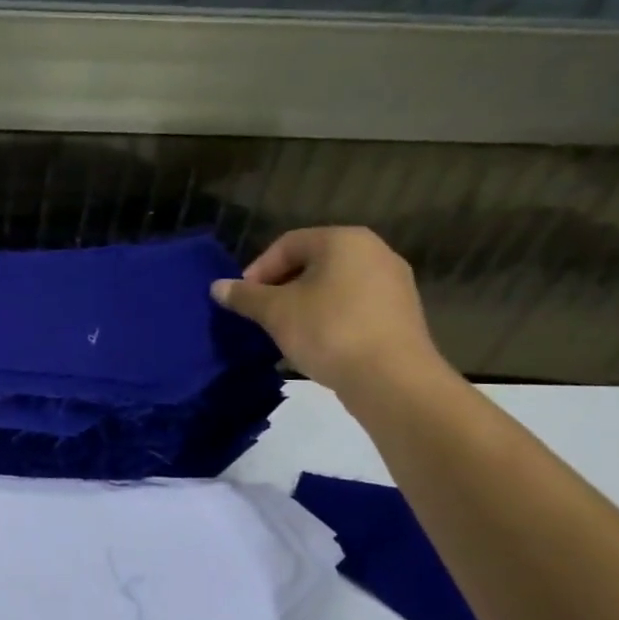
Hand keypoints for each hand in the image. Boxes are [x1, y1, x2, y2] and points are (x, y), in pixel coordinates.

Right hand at [210, 227, 446, 398]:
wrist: (392, 379)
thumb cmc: (328, 331)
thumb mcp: (276, 312)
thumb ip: (245, 296)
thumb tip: (217, 287)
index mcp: (344, 240)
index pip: (287, 244)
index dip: (258, 270)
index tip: (243, 299)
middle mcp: (374, 252)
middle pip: (312, 262)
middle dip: (280, 287)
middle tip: (260, 314)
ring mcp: (393, 283)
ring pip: (333, 285)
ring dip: (303, 303)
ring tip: (284, 330)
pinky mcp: (401, 313)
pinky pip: (353, 305)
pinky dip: (328, 317)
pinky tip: (315, 342)